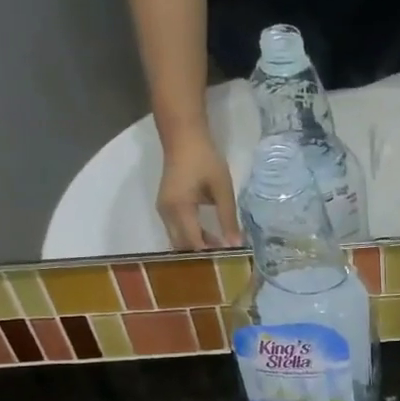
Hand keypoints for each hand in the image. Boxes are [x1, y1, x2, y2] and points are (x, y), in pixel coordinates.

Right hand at [157, 127, 238, 250]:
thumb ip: (228, 217)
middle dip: (201, 255)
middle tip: (224, 260)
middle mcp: (166, 213)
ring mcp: (163, 210)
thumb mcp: (222, 188)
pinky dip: (192, 237)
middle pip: (182, 245)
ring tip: (220, 250)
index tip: (228, 262)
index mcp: (180, 208)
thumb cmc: (205, 160)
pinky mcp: (166, 207)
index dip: (209, 255)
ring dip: (196, 246)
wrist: (183, 138)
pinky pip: (177, 230)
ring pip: (178, 239)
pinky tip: (210, 237)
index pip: (193, 242)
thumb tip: (236, 244)